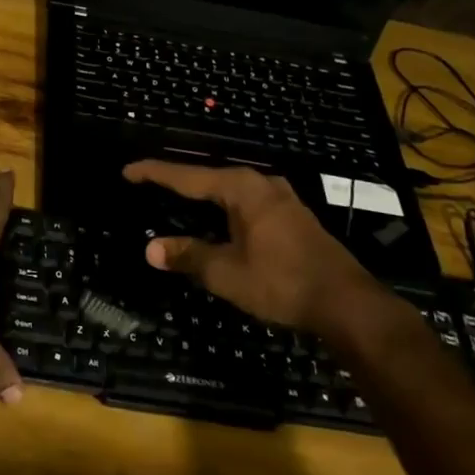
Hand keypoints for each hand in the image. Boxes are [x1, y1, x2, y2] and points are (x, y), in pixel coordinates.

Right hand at [122, 160, 392, 338]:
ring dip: (202, 194)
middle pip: (208, 177)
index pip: (187, 176)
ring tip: (176, 197)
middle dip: (177, 180)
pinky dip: (222, 206)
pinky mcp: (292, 215)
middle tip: (148, 183)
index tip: (128, 170)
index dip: (154, 173)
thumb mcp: (227, 273)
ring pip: (229, 189)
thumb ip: (188, 256)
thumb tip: (151, 249)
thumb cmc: (282, 282)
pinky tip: (217, 218)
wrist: (347, 303)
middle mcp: (260, 183)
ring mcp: (280, 197)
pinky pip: (245, 201)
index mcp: (241, 188)